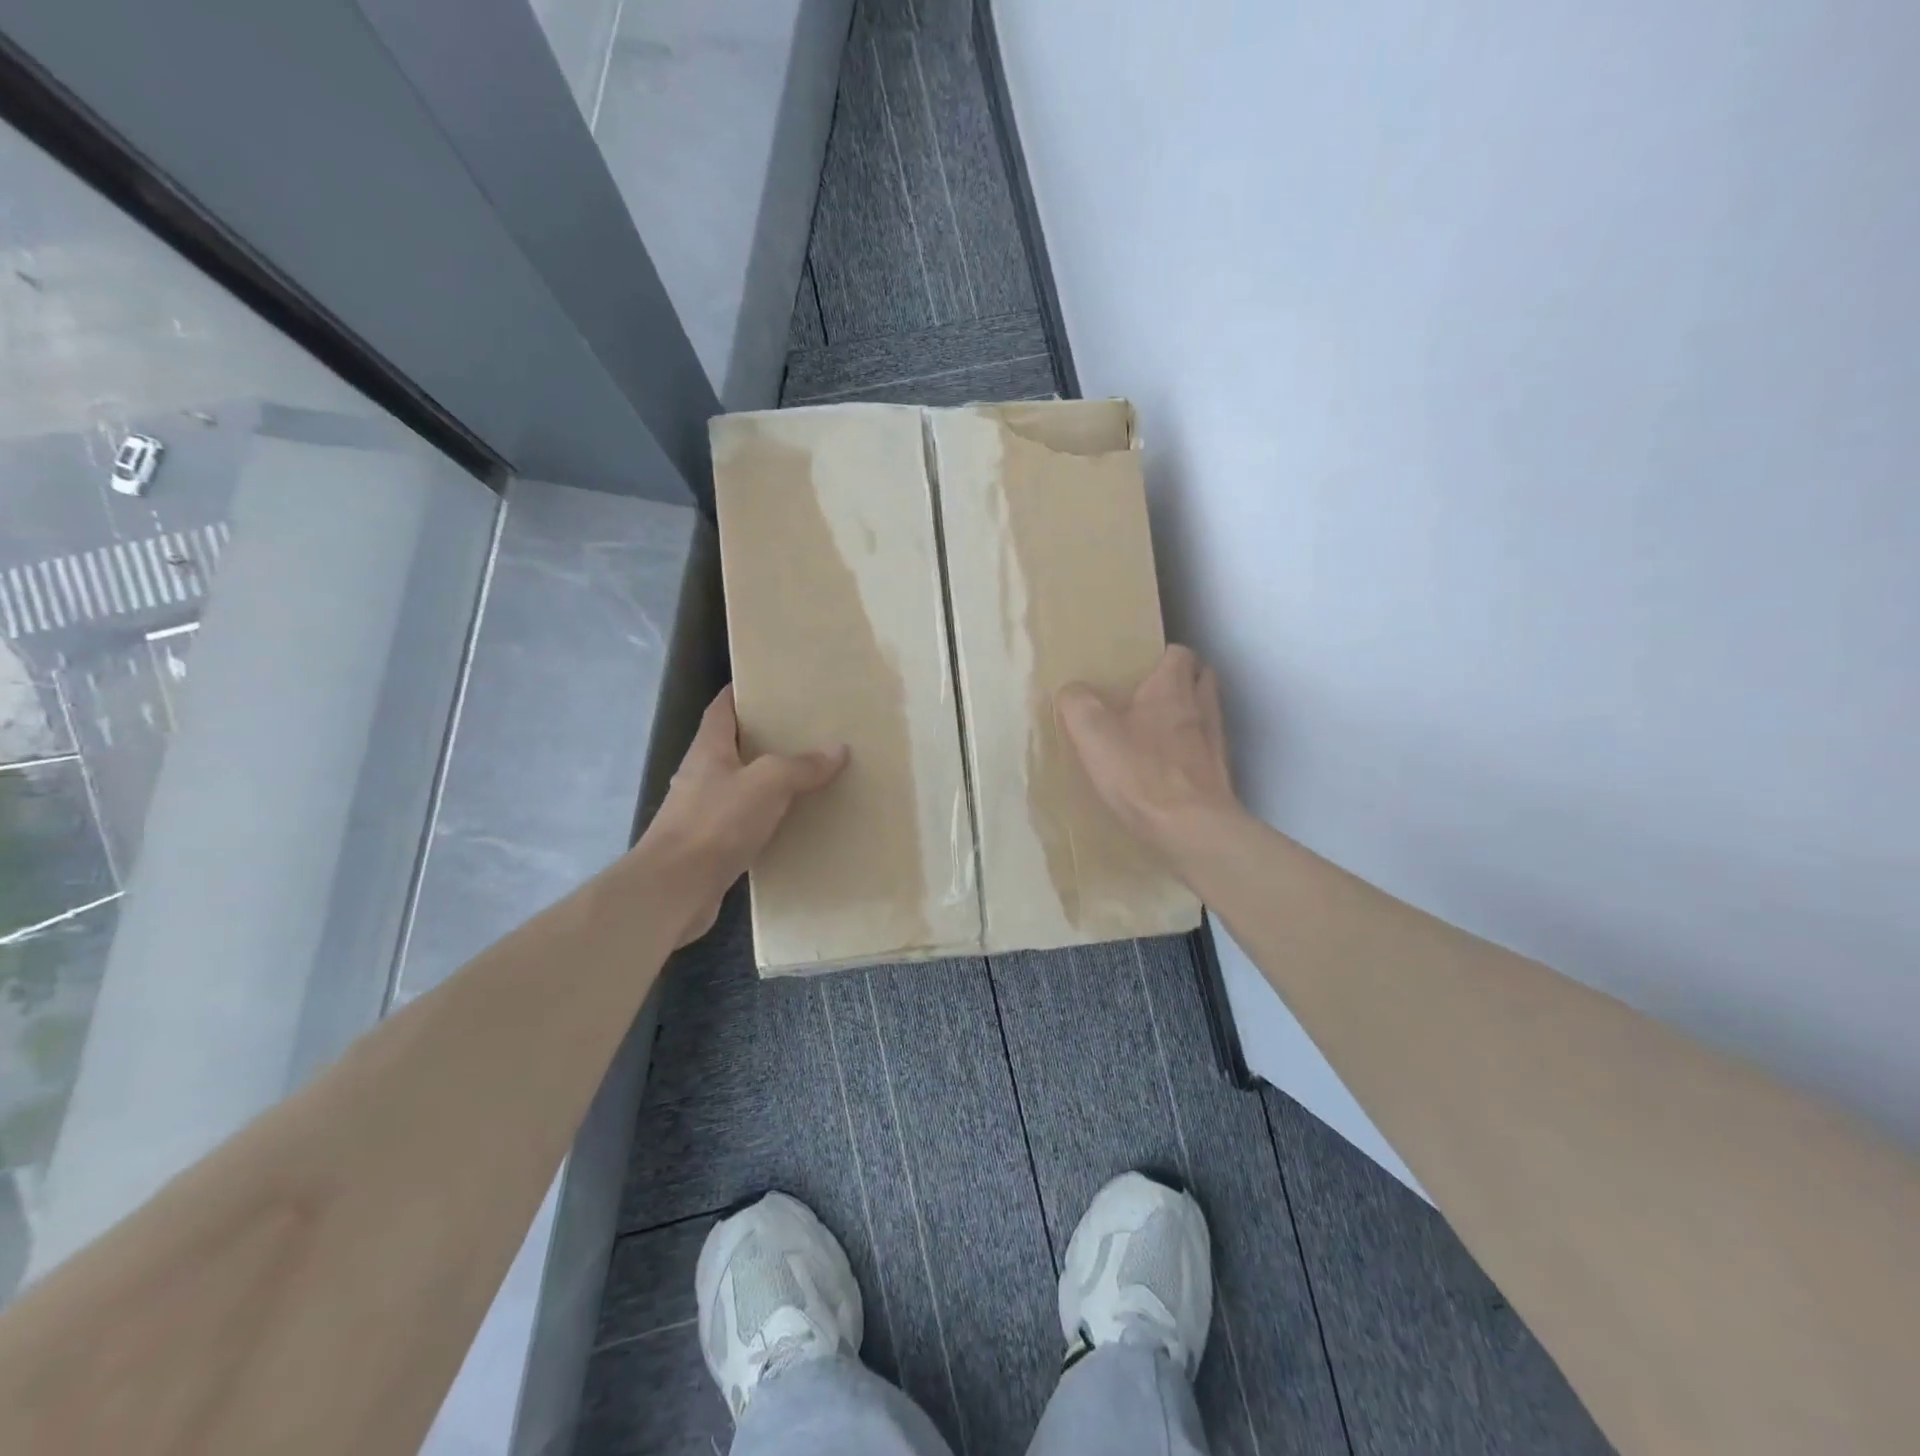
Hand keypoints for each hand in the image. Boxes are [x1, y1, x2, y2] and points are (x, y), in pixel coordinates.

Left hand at [640, 685, 846, 944]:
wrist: (674, 890)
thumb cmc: (716, 823)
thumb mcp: (768, 783)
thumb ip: (802, 765)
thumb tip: (838, 749)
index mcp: (708, 750)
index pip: (721, 709)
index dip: (740, 694)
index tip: (768, 685)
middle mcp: (701, 776)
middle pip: (732, 747)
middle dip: (763, 738)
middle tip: (803, 731)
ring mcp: (702, 813)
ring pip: (740, 786)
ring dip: (766, 781)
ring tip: (805, 775)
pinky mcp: (709, 847)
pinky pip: (743, 823)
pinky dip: (766, 818)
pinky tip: (791, 823)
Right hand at [1056, 645, 1240, 865]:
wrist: (1192, 828)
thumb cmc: (1141, 773)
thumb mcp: (1093, 734)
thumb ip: (1078, 704)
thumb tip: (1072, 691)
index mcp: (1171, 688)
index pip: (1179, 653)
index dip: (1162, 656)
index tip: (1141, 668)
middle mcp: (1200, 708)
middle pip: (1202, 678)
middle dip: (1182, 681)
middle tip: (1152, 696)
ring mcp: (1215, 743)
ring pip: (1207, 714)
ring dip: (1190, 715)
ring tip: (1160, 731)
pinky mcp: (1220, 776)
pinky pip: (1208, 752)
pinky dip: (1193, 752)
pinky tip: (1171, 769)